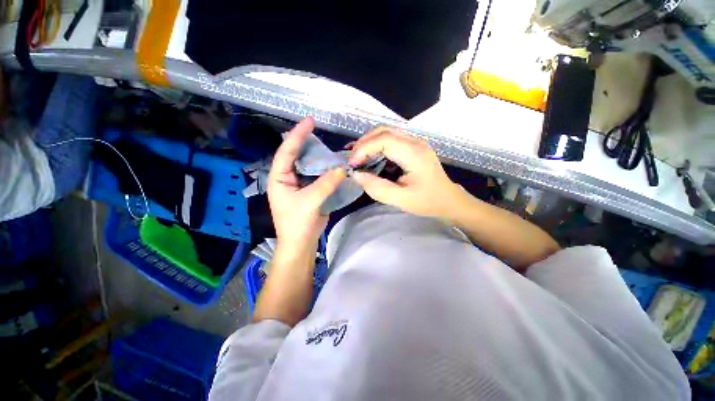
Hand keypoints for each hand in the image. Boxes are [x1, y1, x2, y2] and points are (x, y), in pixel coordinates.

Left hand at [268, 117, 346, 252]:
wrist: (301, 242)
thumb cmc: (297, 223)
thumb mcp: (310, 202)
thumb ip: (326, 184)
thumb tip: (343, 168)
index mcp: (279, 177)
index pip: (286, 151)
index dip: (297, 135)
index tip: (310, 121)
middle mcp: (288, 177)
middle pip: (298, 155)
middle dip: (308, 143)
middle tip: (322, 132)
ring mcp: (300, 183)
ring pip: (309, 165)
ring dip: (320, 157)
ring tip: (331, 148)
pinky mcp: (311, 190)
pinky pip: (319, 175)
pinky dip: (327, 170)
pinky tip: (335, 165)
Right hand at [349, 127, 461, 218]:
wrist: (449, 201)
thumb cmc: (427, 202)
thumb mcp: (401, 200)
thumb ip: (377, 188)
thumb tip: (356, 175)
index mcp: (413, 153)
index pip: (383, 139)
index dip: (363, 148)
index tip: (352, 164)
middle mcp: (414, 141)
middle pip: (383, 130)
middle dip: (363, 143)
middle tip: (352, 160)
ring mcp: (414, 142)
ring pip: (386, 133)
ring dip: (368, 143)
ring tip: (357, 158)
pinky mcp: (413, 147)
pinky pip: (390, 140)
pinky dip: (376, 146)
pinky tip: (369, 158)